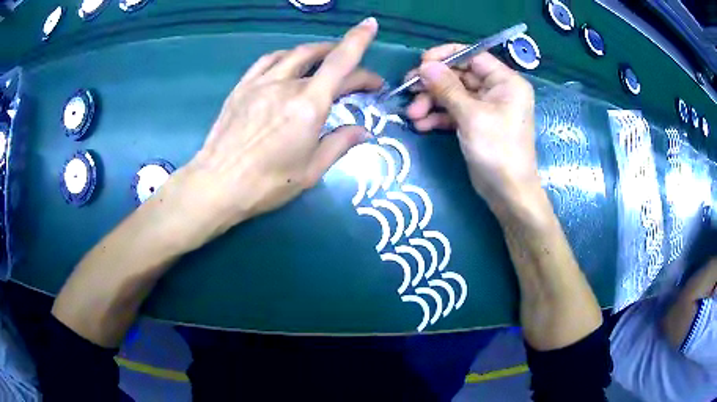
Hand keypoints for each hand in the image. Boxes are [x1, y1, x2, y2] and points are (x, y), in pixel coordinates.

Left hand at [178, 18, 381, 234]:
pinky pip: (268, 60)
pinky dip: (286, 56)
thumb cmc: (267, 183)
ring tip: (326, 61)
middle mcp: (287, 84)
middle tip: (357, 77)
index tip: (371, 25)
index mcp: (309, 105)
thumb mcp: (311, 171)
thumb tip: (362, 130)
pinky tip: (289, 63)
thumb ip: (340, 144)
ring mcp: (261, 82)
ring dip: (317, 52)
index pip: (341, 62)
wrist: (217, 184)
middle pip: (323, 59)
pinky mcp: (242, 87)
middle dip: (346, 60)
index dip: (359, 40)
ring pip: (295, 53)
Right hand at [405, 44, 538, 210]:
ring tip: (412, 115)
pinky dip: (438, 117)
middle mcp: (496, 90)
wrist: (508, 193)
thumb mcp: (471, 116)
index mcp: (505, 81)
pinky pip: (454, 112)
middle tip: (408, 89)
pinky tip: (421, 125)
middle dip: (433, 84)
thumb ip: (447, 88)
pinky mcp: (475, 124)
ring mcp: (485, 108)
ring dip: (431, 102)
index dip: (446, 56)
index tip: (422, 63)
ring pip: (453, 95)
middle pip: (459, 75)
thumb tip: (425, 65)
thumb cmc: (497, 150)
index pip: (473, 56)